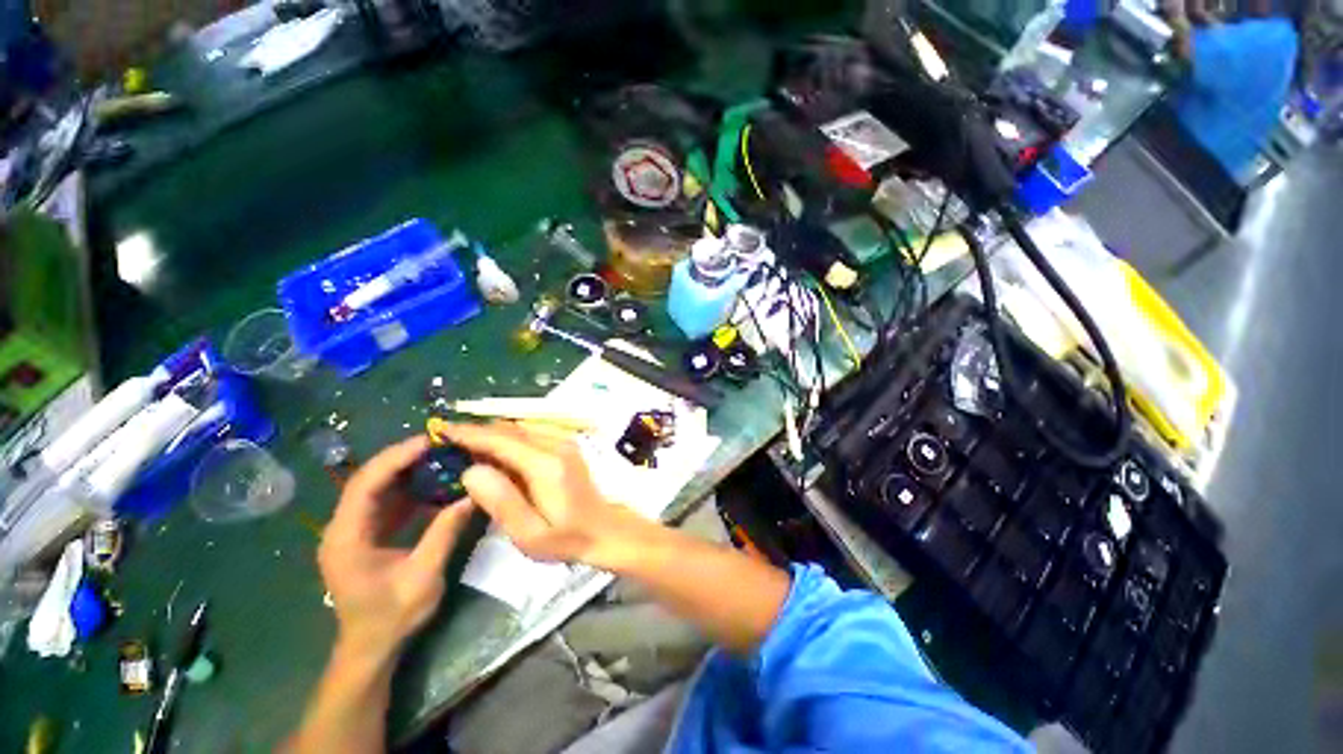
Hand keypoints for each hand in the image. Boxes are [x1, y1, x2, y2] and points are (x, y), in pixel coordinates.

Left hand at [318, 436, 474, 662]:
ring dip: (406, 470)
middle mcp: (343, 528)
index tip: (429, 442)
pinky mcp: (366, 535)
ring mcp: (353, 531)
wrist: (371, 647)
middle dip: (402, 458)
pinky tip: (433, 482)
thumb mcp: (423, 576)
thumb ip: (444, 532)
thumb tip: (471, 495)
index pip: (366, 484)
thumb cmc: (392, 616)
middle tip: (439, 444)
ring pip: (377, 488)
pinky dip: (409, 488)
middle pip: (368, 480)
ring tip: (440, 456)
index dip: (396, 458)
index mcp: (347, 538)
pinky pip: (386, 502)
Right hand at [439, 422, 649, 567]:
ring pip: (520, 428)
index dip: (469, 434)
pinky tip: (497, 454)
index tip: (441, 431)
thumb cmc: (566, 539)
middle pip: (510, 429)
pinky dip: (510, 438)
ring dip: (493, 434)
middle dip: (478, 432)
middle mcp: (557, 445)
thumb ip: (500, 501)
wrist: (605, 529)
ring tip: (466, 449)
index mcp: (546, 465)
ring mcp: (565, 442)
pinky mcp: (567, 445)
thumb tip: (470, 470)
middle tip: (448, 443)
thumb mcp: (529, 533)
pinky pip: (531, 433)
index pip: (501, 440)